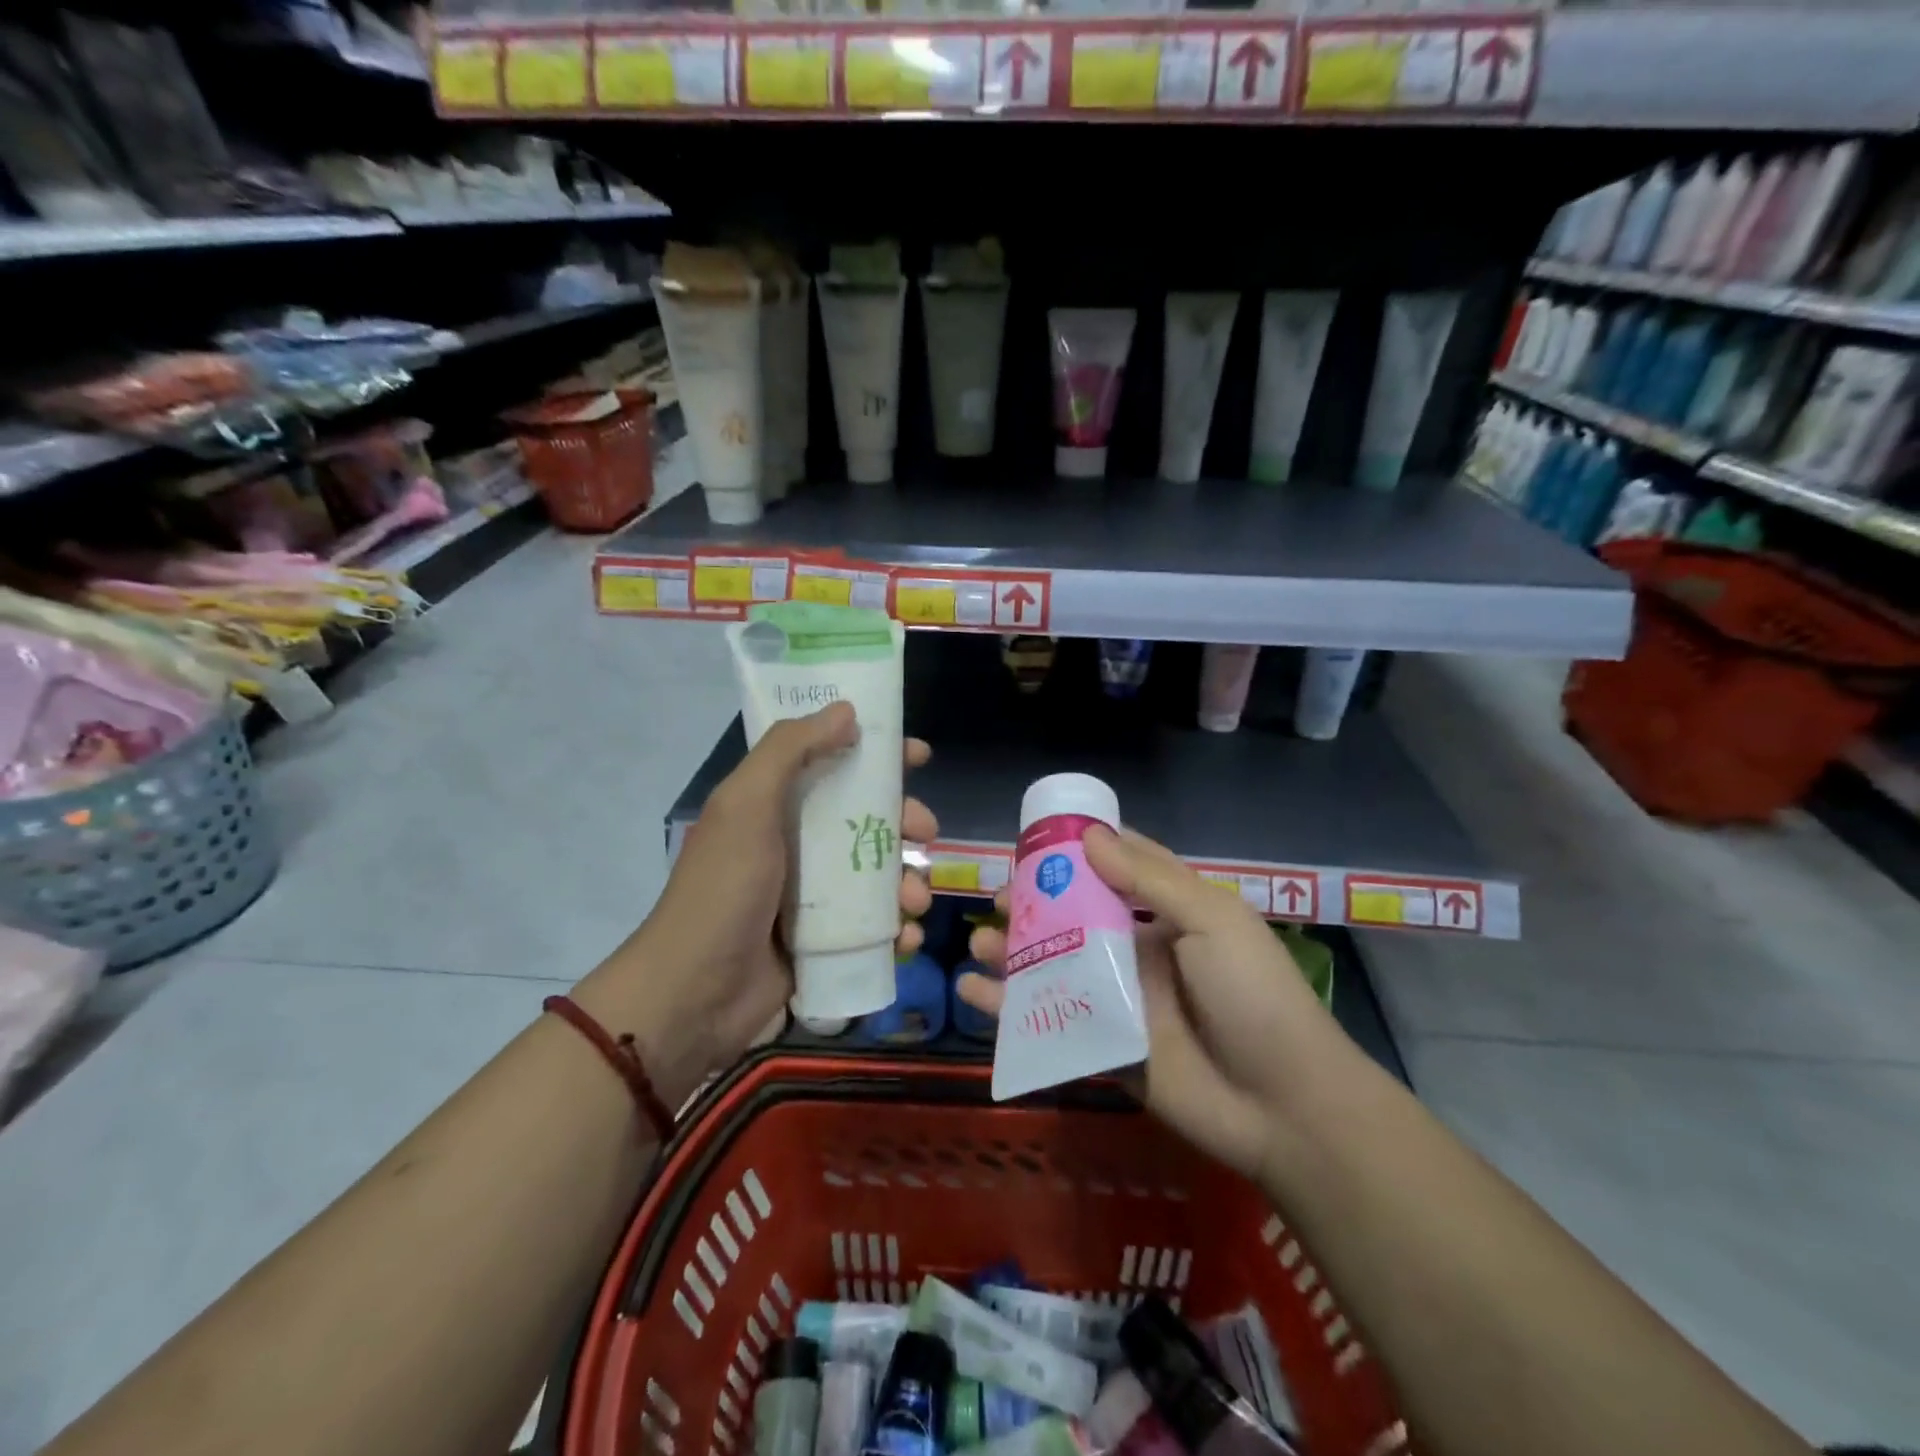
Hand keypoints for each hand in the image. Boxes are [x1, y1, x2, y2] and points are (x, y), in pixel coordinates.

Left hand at [577, 702, 932, 1105]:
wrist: (693, 996)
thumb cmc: (723, 891)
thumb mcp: (746, 807)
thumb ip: (790, 750)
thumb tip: (846, 710)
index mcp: (775, 806)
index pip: (833, 763)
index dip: (876, 754)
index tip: (917, 755)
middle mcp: (797, 845)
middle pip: (867, 819)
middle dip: (904, 823)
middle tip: (926, 833)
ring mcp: (813, 896)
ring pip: (879, 874)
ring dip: (909, 882)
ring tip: (916, 902)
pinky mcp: (825, 941)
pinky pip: (875, 926)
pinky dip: (898, 929)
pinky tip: (907, 938)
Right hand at [961, 825, 1340, 1179]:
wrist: (1284, 1105)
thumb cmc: (1253, 995)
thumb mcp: (1212, 921)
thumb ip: (1150, 880)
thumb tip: (1089, 837)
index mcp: (1168, 913)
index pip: (1116, 869)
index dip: (1077, 852)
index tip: (1033, 843)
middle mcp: (1138, 949)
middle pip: (1074, 917)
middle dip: (1033, 905)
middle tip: (996, 900)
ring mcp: (1119, 1000)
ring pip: (1054, 966)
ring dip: (1013, 952)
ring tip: (979, 942)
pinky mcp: (1103, 1046)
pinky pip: (1048, 1020)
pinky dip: (1008, 1008)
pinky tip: (972, 992)